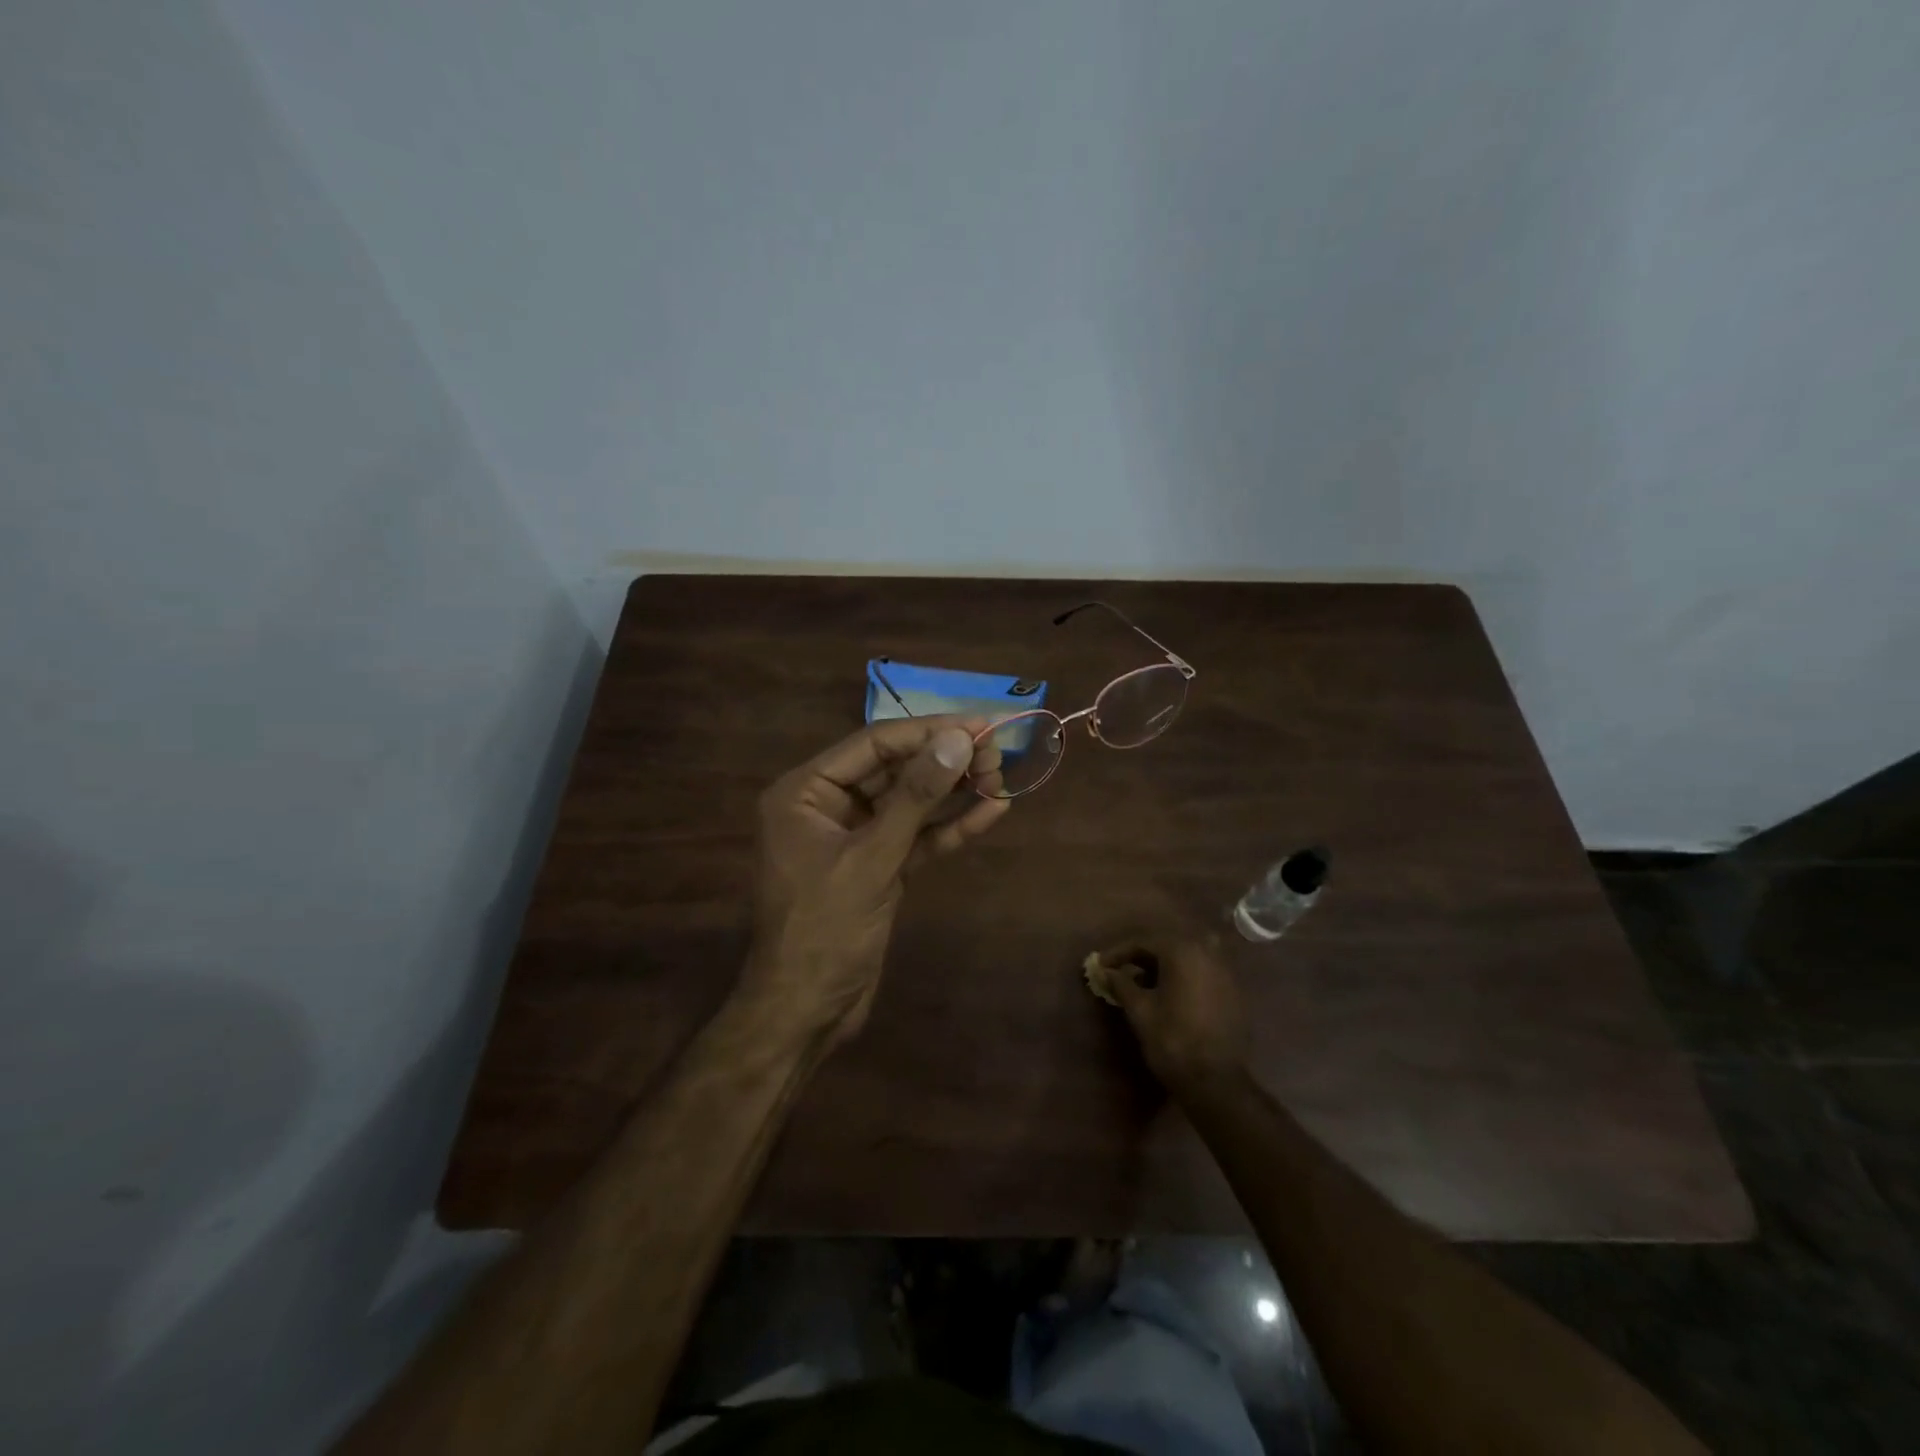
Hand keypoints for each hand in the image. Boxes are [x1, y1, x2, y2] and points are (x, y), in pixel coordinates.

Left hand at [742, 717, 1009, 1049]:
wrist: (806, 1013)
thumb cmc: (824, 930)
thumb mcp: (870, 859)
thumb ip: (915, 798)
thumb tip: (958, 740)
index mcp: (806, 792)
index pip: (874, 744)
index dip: (928, 732)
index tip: (979, 724)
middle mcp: (828, 806)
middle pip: (895, 769)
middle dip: (945, 760)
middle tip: (998, 751)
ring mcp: (856, 838)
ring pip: (911, 803)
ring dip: (954, 790)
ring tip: (1001, 775)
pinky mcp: (879, 868)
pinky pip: (918, 838)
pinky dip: (951, 827)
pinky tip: (992, 812)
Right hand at [1099, 933, 1247, 1093]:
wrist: (1216, 1082)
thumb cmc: (1172, 1040)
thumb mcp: (1139, 1010)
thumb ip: (1121, 984)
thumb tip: (1106, 971)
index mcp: (1182, 951)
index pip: (1143, 942)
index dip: (1118, 953)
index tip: (1100, 965)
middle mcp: (1207, 952)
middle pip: (1166, 945)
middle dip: (1141, 957)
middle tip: (1119, 971)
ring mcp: (1225, 970)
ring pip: (1186, 957)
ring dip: (1163, 966)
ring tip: (1142, 984)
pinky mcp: (1234, 991)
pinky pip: (1202, 972)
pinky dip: (1183, 976)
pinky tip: (1170, 994)